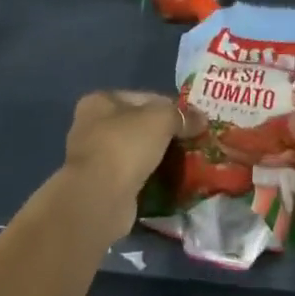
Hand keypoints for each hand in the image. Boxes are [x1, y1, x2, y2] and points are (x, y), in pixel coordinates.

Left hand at [62, 91, 198, 235]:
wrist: (100, 197)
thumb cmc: (125, 145)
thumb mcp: (161, 119)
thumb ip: (182, 116)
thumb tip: (201, 119)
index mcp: (100, 101)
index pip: (145, 98)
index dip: (172, 107)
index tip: (195, 121)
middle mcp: (92, 126)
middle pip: (140, 126)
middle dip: (167, 135)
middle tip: (193, 143)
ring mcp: (96, 159)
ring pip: (138, 153)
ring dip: (160, 158)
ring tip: (188, 164)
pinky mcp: (103, 186)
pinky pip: (135, 177)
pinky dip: (152, 179)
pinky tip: (173, 184)